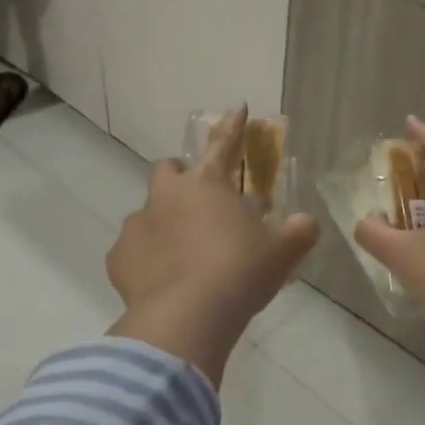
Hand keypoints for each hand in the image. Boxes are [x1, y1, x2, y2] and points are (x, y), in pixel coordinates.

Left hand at [108, 107, 317, 383]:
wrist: (187, 317)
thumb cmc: (239, 273)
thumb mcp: (281, 252)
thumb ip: (297, 231)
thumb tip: (305, 222)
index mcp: (207, 184)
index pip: (224, 145)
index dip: (233, 126)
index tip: (237, 107)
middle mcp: (166, 195)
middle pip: (169, 170)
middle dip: (183, 177)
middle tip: (201, 202)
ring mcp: (137, 225)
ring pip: (148, 212)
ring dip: (165, 223)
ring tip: (184, 254)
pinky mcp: (118, 258)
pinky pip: (133, 251)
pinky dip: (147, 259)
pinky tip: (162, 281)